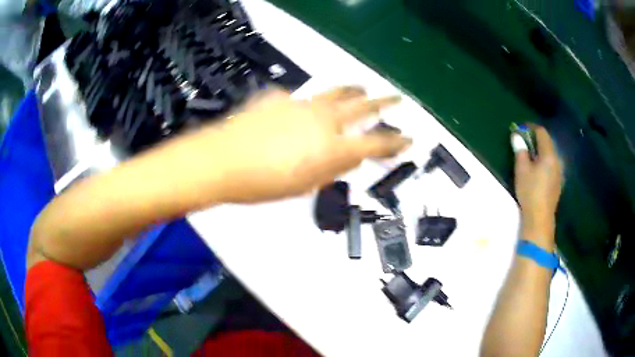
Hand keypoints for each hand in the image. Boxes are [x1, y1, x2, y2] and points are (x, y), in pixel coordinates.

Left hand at [210, 87, 410, 202]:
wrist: (222, 160)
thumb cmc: (262, 183)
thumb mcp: (304, 186)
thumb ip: (332, 170)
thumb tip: (350, 157)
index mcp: (332, 147)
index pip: (375, 143)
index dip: (395, 143)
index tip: (408, 139)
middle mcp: (323, 119)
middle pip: (362, 107)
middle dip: (384, 103)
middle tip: (397, 99)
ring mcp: (302, 104)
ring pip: (336, 92)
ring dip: (354, 91)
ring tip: (363, 88)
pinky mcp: (281, 98)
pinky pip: (304, 98)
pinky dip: (312, 102)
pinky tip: (307, 109)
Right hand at [512, 125, 562, 249]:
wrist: (540, 219)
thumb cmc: (530, 192)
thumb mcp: (522, 170)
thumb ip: (520, 150)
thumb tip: (516, 135)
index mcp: (549, 154)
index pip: (542, 132)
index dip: (531, 127)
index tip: (521, 128)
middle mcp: (557, 160)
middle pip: (548, 142)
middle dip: (536, 138)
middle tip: (524, 141)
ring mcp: (559, 172)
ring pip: (551, 153)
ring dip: (541, 150)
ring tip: (530, 155)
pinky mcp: (558, 182)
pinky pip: (552, 164)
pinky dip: (544, 160)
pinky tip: (538, 169)